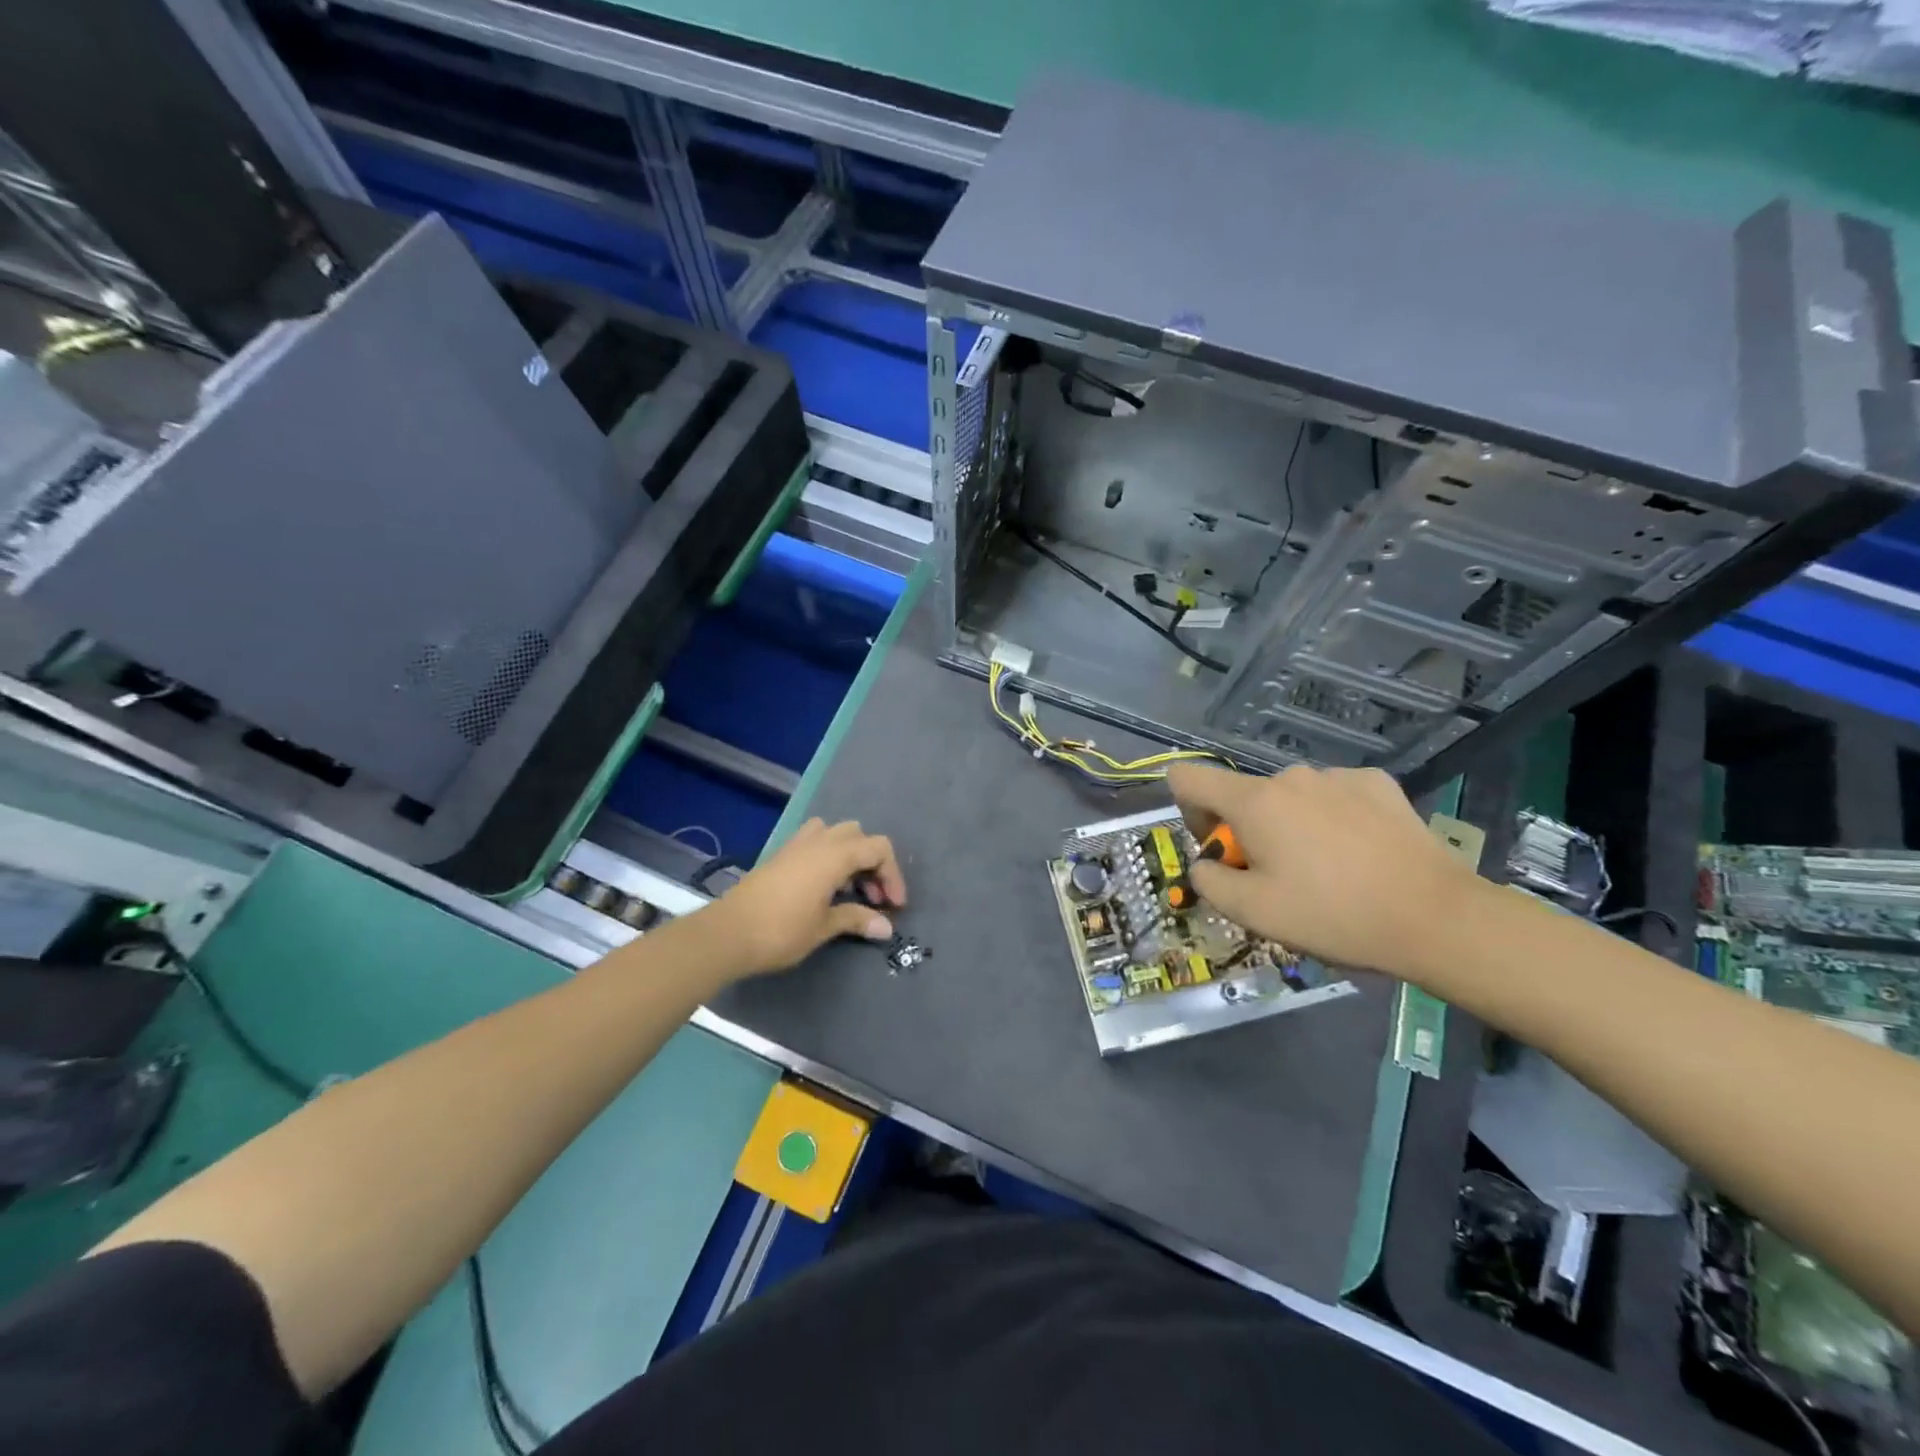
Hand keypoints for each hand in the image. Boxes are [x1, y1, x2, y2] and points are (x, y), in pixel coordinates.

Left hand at [705, 818, 906, 977]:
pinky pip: (814, 841)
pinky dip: (828, 855)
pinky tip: (823, 886)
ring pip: (835, 833)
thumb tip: (886, 927)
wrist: (726, 933)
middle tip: (873, 898)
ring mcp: (796, 845)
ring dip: (850, 855)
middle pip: (859, 836)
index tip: (894, 906)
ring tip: (848, 889)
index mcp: (835, 855)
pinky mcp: (780, 855)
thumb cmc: (781, 931)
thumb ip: (856, 920)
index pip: (879, 849)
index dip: (893, 875)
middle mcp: (819, 841)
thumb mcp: (824, 928)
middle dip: (873, 864)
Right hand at [1166, 761, 1479, 975]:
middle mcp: (1291, 776)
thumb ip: (1209, 882)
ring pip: (1290, 797)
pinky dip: (1331, 818)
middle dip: (1247, 831)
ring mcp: (1338, 776)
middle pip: (1244, 795)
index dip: (1186, 810)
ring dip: (1289, 825)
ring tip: (1325, 870)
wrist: (1437, 917)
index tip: (1216, 847)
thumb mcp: (1254, 912)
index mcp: (1254, 802)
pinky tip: (1358, 852)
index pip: (1188, 778)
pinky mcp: (1378, 784)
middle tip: (1277, 878)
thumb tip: (1205, 865)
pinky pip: (1332, 795)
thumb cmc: (1334, 915)